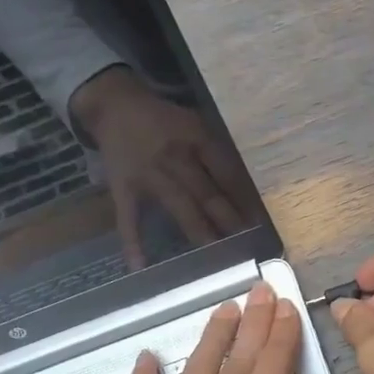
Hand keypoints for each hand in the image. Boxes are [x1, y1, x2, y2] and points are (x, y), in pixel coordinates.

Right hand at [70, 66, 258, 268]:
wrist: (115, 106)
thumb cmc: (163, 119)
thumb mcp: (195, 124)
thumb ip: (215, 152)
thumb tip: (242, 190)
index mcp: (198, 140)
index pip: (228, 174)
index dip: (244, 200)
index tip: (258, 224)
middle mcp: (177, 158)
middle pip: (208, 195)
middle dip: (229, 223)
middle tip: (246, 248)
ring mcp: (150, 176)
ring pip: (180, 209)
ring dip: (201, 235)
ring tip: (218, 259)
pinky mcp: (124, 189)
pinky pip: (129, 219)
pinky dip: (133, 243)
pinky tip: (140, 267)